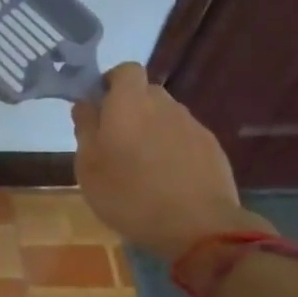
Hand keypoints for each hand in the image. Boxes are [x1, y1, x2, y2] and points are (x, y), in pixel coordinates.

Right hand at [72, 63, 269, 260]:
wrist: (198, 226)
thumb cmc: (129, 194)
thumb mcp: (88, 166)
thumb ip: (85, 128)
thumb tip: (85, 104)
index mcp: (129, 103)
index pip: (125, 70)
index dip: (112, 82)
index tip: (100, 106)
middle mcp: (163, 105)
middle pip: (146, 93)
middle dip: (131, 108)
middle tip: (116, 141)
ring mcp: (192, 125)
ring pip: (166, 116)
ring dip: (153, 130)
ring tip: (143, 165)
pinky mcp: (212, 148)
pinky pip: (185, 138)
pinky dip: (173, 149)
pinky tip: (168, 179)